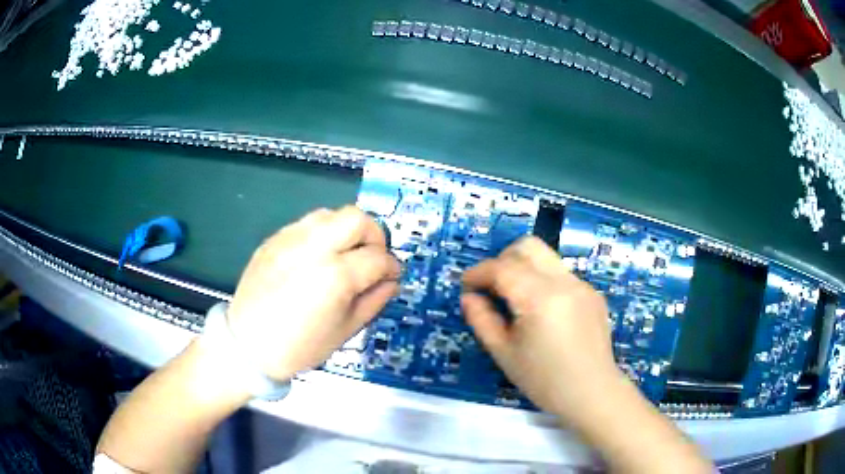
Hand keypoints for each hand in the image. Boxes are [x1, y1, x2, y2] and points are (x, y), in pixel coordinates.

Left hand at [226, 206, 399, 380]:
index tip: (392, 275)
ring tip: (344, 254)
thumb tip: (391, 281)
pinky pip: (305, 224)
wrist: (248, 345)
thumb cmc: (299, 347)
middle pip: (357, 218)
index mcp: (335, 277)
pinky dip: (321, 234)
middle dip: (374, 235)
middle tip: (372, 257)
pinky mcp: (273, 240)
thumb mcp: (346, 331)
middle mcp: (313, 248)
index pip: (378, 257)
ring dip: (346, 231)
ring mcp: (289, 240)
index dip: (392, 266)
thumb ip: (374, 301)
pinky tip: (317, 257)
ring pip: (330, 214)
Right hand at [461, 237, 624, 424]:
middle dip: (502, 259)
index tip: (465, 286)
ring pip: (546, 257)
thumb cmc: (544, 380)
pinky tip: (542, 312)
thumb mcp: (504, 354)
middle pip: (528, 246)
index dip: (478, 273)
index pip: (502, 268)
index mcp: (540, 298)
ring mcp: (582, 285)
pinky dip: (543, 281)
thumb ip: (481, 320)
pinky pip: (561, 274)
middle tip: (491, 287)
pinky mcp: (592, 293)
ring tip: (515, 300)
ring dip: (523, 268)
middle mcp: (564, 281)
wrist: (592, 393)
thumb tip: (469, 297)